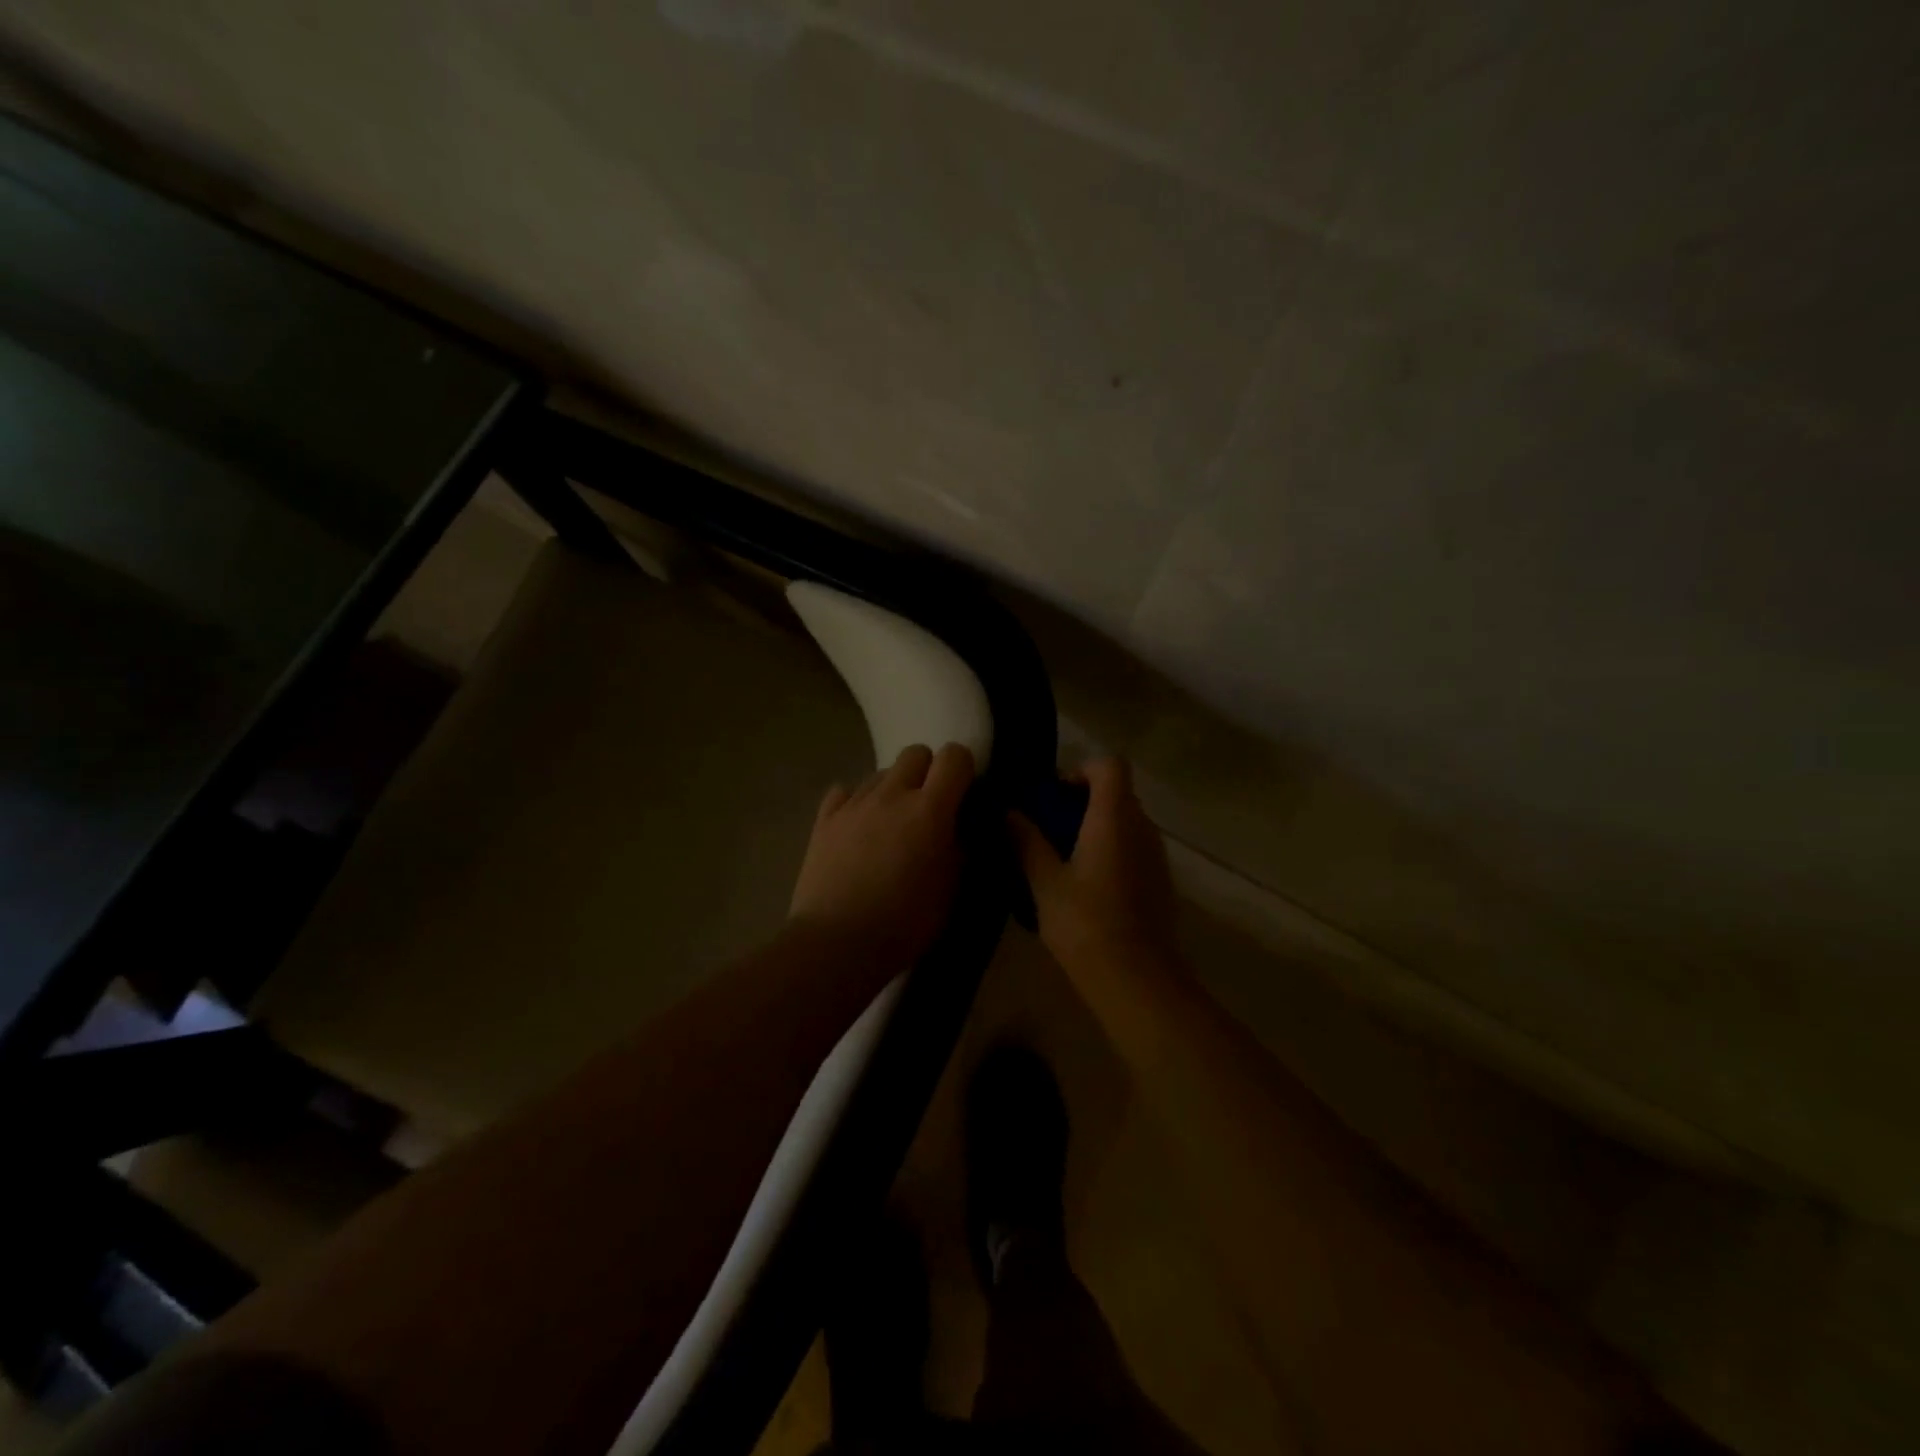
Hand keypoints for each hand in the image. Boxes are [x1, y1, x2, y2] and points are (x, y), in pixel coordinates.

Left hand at [789, 742, 974, 964]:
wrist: (837, 943)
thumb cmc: (904, 922)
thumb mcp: (950, 891)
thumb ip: (960, 850)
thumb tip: (961, 829)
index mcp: (929, 809)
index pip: (954, 756)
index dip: (963, 768)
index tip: (963, 794)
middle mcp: (892, 794)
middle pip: (915, 753)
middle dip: (927, 771)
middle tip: (928, 808)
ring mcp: (854, 803)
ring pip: (881, 772)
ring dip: (893, 789)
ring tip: (891, 825)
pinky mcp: (824, 819)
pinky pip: (845, 790)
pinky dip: (857, 802)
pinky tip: (858, 828)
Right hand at [1009, 757, 1176, 978]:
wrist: (1138, 980)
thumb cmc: (1086, 924)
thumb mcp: (1044, 882)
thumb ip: (1026, 841)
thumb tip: (1009, 812)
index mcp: (1114, 817)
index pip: (1110, 765)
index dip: (1081, 770)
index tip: (1054, 796)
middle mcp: (1142, 827)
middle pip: (1118, 793)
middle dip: (1083, 801)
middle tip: (1049, 829)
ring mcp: (1156, 855)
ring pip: (1127, 823)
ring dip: (1097, 828)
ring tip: (1063, 860)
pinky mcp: (1160, 882)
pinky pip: (1134, 849)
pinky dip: (1111, 852)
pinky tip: (1087, 887)